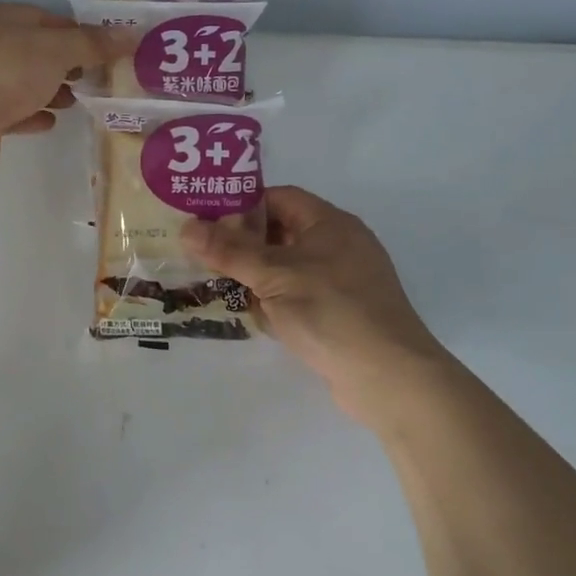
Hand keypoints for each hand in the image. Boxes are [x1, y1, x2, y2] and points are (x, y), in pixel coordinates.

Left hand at [0, 4, 127, 175]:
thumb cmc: (9, 68)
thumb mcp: (59, 49)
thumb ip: (94, 44)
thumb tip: (133, 33)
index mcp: (5, 20)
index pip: (48, 20)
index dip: (78, 33)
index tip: (106, 49)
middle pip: (36, 53)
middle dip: (66, 65)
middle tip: (98, 77)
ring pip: (24, 84)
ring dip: (50, 91)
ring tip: (78, 101)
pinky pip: (14, 113)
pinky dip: (33, 115)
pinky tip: (52, 122)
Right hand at [182, 187, 450, 421]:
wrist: (389, 377)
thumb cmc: (331, 311)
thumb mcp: (273, 276)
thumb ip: (229, 251)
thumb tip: (186, 227)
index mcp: (329, 223)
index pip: (278, 198)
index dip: (241, 206)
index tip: (205, 221)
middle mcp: (338, 245)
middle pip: (280, 233)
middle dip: (242, 245)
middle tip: (201, 256)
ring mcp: (341, 282)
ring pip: (286, 269)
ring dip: (255, 278)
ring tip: (215, 287)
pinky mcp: (340, 314)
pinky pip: (298, 297)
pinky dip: (275, 303)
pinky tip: (252, 318)